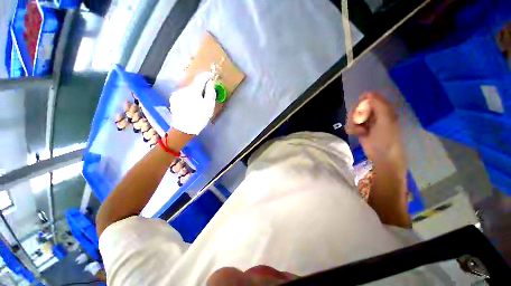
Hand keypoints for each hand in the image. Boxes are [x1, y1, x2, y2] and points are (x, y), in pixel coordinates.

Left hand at [169, 72, 216, 134]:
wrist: (184, 129)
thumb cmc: (199, 118)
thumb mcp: (209, 106)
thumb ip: (210, 92)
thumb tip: (210, 83)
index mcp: (193, 90)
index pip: (201, 78)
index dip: (207, 76)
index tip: (211, 75)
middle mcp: (183, 89)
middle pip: (195, 84)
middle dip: (201, 87)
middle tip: (207, 93)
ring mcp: (177, 93)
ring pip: (189, 89)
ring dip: (195, 92)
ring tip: (198, 102)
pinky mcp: (173, 98)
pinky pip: (184, 94)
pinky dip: (189, 96)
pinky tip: (191, 104)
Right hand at [347, 92, 409, 227]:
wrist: (381, 157)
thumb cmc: (386, 139)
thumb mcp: (385, 120)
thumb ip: (379, 105)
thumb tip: (367, 93)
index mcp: (384, 109)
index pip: (369, 98)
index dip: (362, 103)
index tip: (361, 111)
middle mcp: (375, 114)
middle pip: (358, 106)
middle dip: (356, 114)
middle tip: (360, 122)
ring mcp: (367, 122)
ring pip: (353, 116)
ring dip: (353, 123)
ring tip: (359, 131)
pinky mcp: (360, 129)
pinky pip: (351, 124)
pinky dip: (352, 128)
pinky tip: (357, 133)